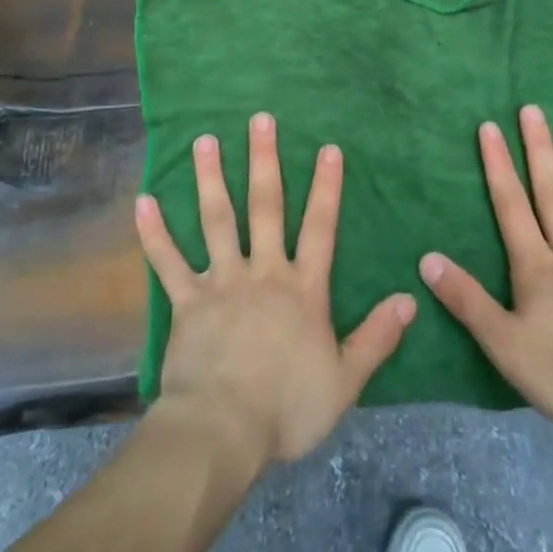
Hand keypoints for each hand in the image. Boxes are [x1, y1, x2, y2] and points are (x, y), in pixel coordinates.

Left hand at [135, 112, 416, 467]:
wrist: (224, 432)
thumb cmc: (288, 408)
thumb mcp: (346, 380)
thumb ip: (377, 338)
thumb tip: (409, 299)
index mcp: (302, 289)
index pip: (320, 228)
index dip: (326, 188)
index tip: (327, 147)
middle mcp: (263, 272)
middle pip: (265, 207)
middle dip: (264, 160)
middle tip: (260, 119)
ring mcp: (222, 282)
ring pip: (217, 220)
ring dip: (210, 178)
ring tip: (205, 139)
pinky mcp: (187, 301)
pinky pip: (169, 262)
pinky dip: (155, 233)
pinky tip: (143, 201)